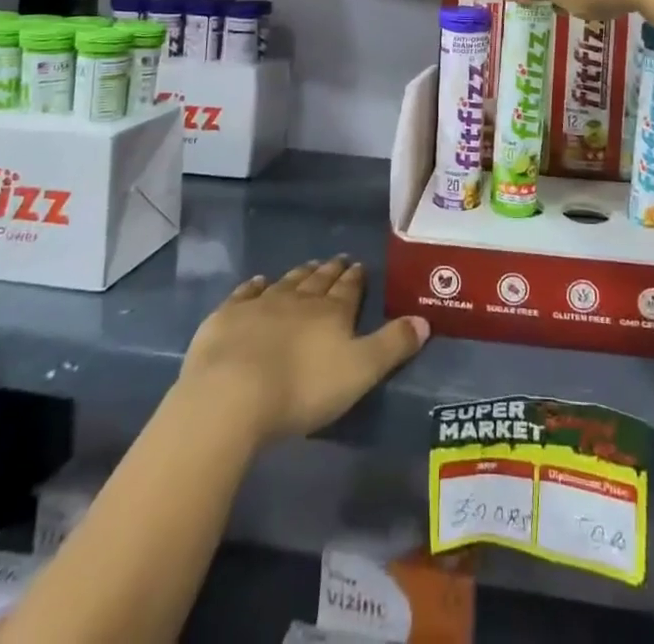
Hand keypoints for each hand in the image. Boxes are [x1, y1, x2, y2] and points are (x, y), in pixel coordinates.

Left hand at [179, 257, 428, 442]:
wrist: (233, 394)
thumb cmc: (302, 388)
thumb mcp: (360, 371)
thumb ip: (393, 345)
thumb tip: (425, 320)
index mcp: (333, 312)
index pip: (349, 289)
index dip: (356, 278)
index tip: (359, 265)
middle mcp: (299, 299)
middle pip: (319, 280)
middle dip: (331, 271)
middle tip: (338, 260)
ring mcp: (261, 304)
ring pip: (286, 282)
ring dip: (300, 274)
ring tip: (309, 266)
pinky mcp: (228, 316)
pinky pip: (245, 293)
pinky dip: (254, 285)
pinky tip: (258, 281)